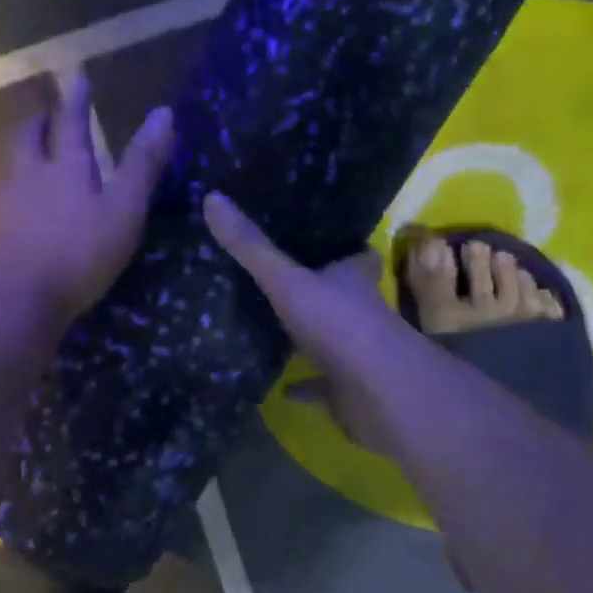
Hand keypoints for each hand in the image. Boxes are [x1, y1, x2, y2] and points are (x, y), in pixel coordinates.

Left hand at [0, 83, 174, 326]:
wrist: (18, 300)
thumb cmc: (79, 251)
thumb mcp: (124, 208)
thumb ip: (143, 164)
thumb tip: (164, 114)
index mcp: (65, 166)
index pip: (71, 122)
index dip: (76, 99)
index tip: (76, 77)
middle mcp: (31, 176)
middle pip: (28, 138)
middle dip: (38, 121)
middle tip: (44, 113)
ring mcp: (10, 205)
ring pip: (14, 165)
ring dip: (25, 151)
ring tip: (34, 151)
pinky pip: (8, 196)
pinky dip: (19, 186)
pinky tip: (25, 201)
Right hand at [204, 191, 409, 447]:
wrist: (380, 394)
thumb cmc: (339, 325)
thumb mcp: (287, 281)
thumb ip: (251, 247)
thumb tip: (212, 198)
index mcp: (353, 279)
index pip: (357, 256)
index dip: (345, 249)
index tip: (322, 240)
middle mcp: (361, 312)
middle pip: (343, 295)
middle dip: (321, 289)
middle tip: (284, 279)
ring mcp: (357, 353)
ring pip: (332, 338)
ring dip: (310, 336)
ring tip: (273, 326)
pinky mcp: (348, 389)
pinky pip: (322, 385)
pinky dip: (304, 386)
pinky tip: (280, 387)